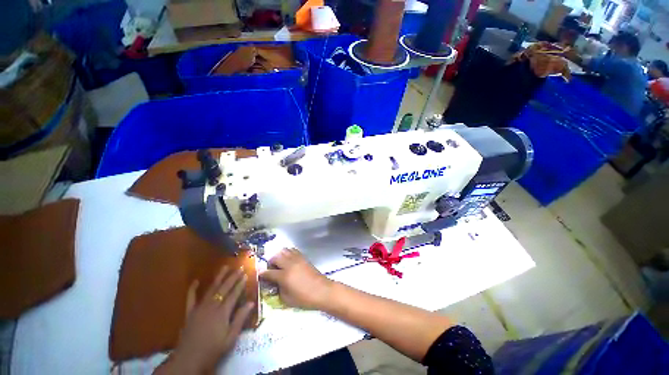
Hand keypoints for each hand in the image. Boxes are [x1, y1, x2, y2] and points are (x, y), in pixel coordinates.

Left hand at [157, 266, 254, 373]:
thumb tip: (251, 303)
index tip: (246, 274)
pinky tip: (196, 281)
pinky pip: (191, 298)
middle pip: (224, 288)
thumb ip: (240, 319)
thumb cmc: (212, 350)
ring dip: (219, 277)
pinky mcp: (190, 312)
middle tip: (240, 267)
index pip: (234, 294)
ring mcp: (199, 308)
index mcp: (222, 312)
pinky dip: (193, 289)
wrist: (188, 360)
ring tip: (225, 267)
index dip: (240, 284)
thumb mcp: (230, 338)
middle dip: (233, 277)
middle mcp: (212, 306)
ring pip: (211, 289)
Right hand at [259, 248, 332, 309]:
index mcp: (284, 276)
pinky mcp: (303, 257)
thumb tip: (274, 283)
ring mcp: (297, 259)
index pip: (269, 272)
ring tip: (279, 263)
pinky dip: (288, 253)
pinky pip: (293, 251)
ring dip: (279, 255)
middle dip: (270, 262)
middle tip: (270, 268)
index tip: (259, 274)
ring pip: (284, 251)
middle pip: (276, 257)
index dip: (262, 273)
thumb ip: (278, 289)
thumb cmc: (304, 298)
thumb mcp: (287, 299)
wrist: (322, 290)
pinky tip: (288, 260)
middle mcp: (290, 264)